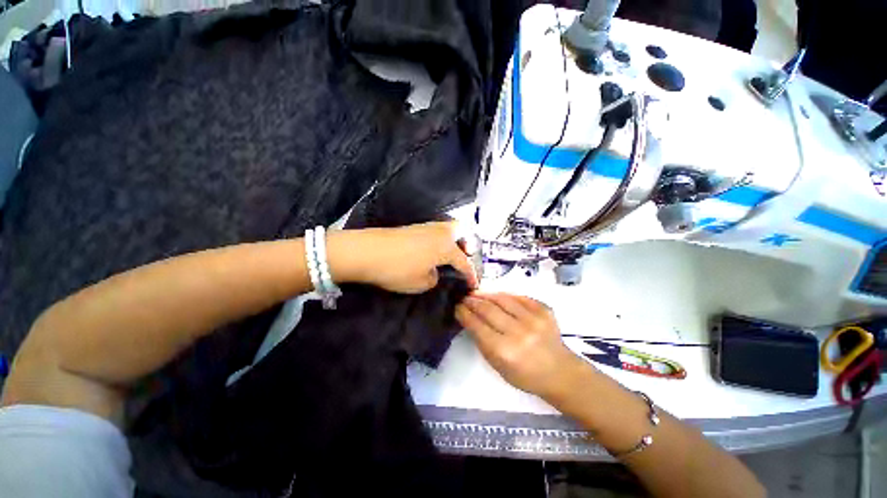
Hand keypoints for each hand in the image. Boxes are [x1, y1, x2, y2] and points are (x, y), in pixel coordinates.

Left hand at [328, 222, 477, 293]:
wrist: (367, 251)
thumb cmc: (398, 269)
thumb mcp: (421, 283)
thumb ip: (434, 278)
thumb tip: (434, 272)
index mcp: (446, 247)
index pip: (464, 261)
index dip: (471, 274)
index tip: (474, 284)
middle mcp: (440, 232)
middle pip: (461, 231)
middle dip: (466, 244)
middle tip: (463, 257)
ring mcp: (425, 227)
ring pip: (447, 228)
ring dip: (452, 240)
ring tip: (448, 255)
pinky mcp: (413, 227)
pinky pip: (435, 231)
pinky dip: (439, 239)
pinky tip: (432, 250)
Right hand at [455, 293, 590, 399]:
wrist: (559, 371)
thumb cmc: (525, 374)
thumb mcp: (497, 366)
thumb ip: (482, 341)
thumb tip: (470, 319)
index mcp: (504, 351)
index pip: (477, 325)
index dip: (464, 313)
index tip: (457, 307)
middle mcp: (518, 332)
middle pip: (488, 309)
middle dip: (472, 301)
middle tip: (464, 297)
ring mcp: (533, 319)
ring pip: (502, 299)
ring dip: (486, 295)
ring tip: (476, 293)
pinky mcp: (544, 309)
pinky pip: (518, 296)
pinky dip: (504, 295)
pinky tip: (496, 296)